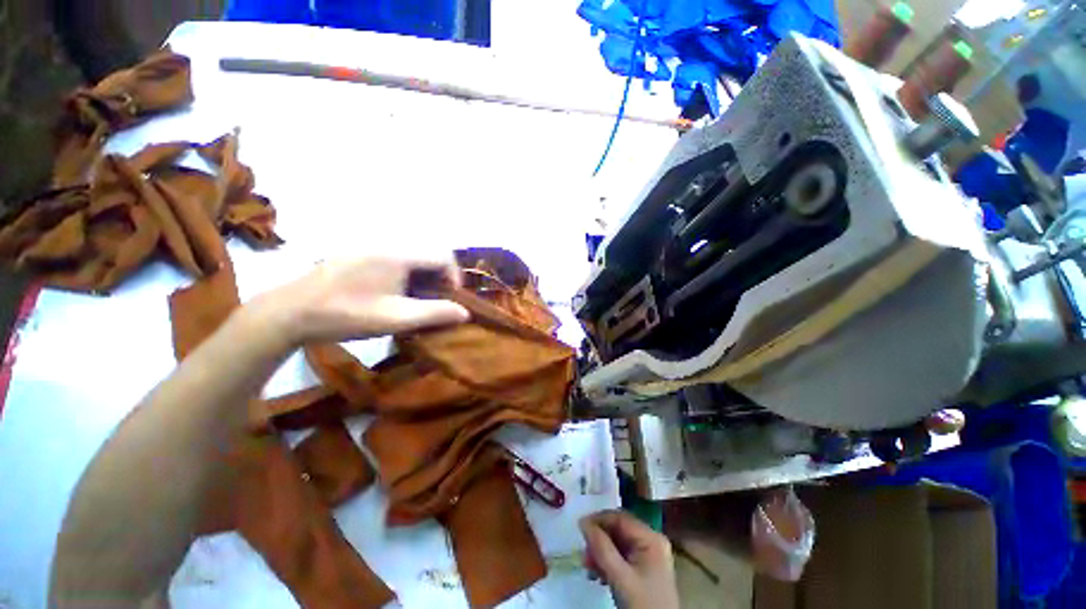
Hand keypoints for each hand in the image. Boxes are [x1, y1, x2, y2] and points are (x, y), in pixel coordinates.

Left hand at [257, 254, 469, 344]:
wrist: (289, 313)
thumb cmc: (348, 315)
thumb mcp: (397, 319)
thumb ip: (435, 313)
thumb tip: (465, 312)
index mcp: (399, 255)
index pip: (443, 255)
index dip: (454, 276)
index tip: (450, 299)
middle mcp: (386, 243)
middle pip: (428, 254)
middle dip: (438, 277)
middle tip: (433, 301)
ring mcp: (368, 247)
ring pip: (411, 256)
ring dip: (421, 276)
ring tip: (414, 300)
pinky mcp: (355, 254)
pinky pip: (393, 258)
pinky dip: (404, 273)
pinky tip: (391, 292)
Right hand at [580, 510, 678, 608]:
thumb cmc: (644, 604)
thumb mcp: (621, 577)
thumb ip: (602, 548)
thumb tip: (583, 522)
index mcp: (651, 538)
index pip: (621, 518)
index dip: (599, 519)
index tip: (580, 527)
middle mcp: (651, 541)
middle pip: (619, 530)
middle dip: (599, 540)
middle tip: (583, 552)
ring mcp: (648, 555)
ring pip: (618, 543)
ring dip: (601, 552)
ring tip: (588, 566)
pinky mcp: (643, 568)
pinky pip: (621, 556)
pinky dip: (608, 562)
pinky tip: (597, 574)